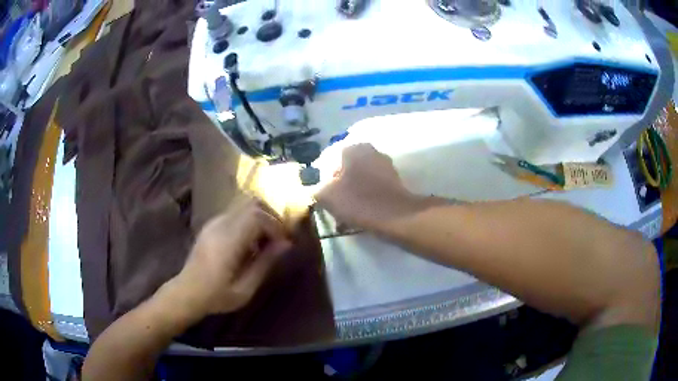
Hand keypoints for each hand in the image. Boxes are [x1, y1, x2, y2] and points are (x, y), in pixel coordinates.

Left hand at [171, 197, 291, 318]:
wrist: (187, 292)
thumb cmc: (216, 296)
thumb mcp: (245, 289)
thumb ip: (265, 264)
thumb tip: (286, 245)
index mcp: (227, 241)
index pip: (257, 216)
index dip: (275, 226)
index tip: (283, 244)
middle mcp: (220, 225)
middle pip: (251, 205)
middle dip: (270, 218)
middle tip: (278, 239)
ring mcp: (213, 223)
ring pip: (243, 206)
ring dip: (259, 219)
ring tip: (264, 242)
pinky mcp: (211, 225)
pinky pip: (235, 214)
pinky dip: (248, 222)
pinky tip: (248, 244)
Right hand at [315, 144, 417, 229]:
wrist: (396, 216)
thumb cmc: (357, 201)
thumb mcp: (325, 196)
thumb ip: (316, 189)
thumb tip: (317, 190)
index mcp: (352, 148)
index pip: (329, 162)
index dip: (323, 181)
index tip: (323, 198)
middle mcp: (370, 151)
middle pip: (346, 172)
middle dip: (339, 190)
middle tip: (334, 208)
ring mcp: (385, 166)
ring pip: (359, 182)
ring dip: (351, 197)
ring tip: (345, 218)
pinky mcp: (395, 181)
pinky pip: (372, 190)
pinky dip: (365, 201)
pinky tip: (359, 217)